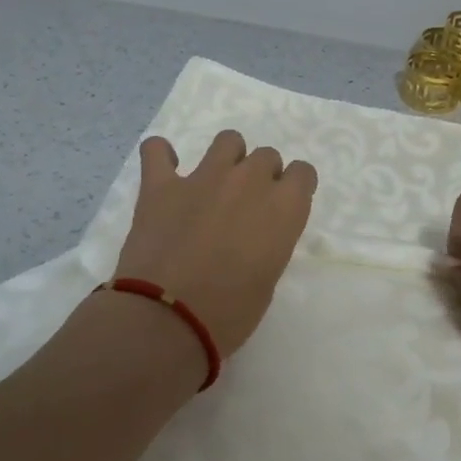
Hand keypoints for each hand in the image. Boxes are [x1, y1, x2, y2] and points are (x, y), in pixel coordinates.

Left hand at [112, 129, 318, 354]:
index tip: (282, 206)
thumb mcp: (267, 280)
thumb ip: (268, 244)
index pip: (303, 173)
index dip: (293, 187)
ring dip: (226, 158)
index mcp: (283, 208)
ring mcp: (203, 177)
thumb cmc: (229, 313)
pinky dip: (161, 155)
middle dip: (261, 176)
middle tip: (246, 206)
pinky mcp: (161, 184)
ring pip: (227, 141)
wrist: (168, 319)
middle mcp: (249, 181)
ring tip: (214, 184)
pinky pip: (157, 150)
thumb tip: (252, 237)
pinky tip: (164, 171)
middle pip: (266, 156)